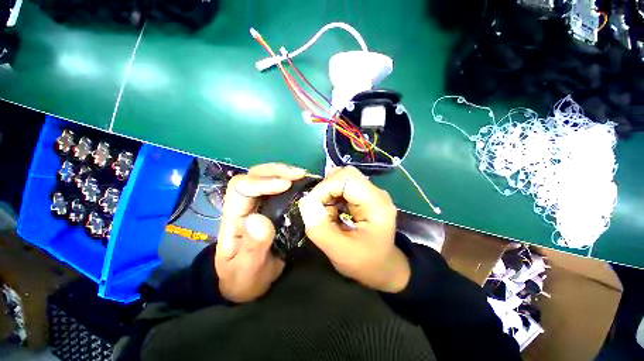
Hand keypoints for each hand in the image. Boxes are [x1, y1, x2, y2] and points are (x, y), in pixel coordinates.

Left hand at [216, 163, 306, 302]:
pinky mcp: (270, 207)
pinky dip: (291, 181)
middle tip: (300, 174)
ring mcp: (258, 204)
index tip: (286, 185)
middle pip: (254, 175)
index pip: (241, 187)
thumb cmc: (244, 278)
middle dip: (276, 171)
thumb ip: (253, 248)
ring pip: (266, 177)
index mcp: (233, 217)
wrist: (247, 283)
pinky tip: (302, 184)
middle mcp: (244, 205)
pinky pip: (278, 188)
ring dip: (284, 173)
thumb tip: (258, 218)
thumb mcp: (247, 270)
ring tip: (303, 176)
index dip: (263, 182)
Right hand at [298, 166, 409, 292]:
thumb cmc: (365, 263)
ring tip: (328, 214)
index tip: (311, 207)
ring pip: (342, 178)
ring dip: (328, 193)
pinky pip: (343, 186)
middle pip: (345, 174)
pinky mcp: (365, 195)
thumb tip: (305, 203)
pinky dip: (332, 196)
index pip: (346, 178)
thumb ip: (319, 228)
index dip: (323, 188)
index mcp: (376, 204)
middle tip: (319, 210)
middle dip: (325, 189)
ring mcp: (371, 192)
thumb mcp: (339, 252)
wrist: (383, 268)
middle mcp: (376, 192)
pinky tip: (333, 212)